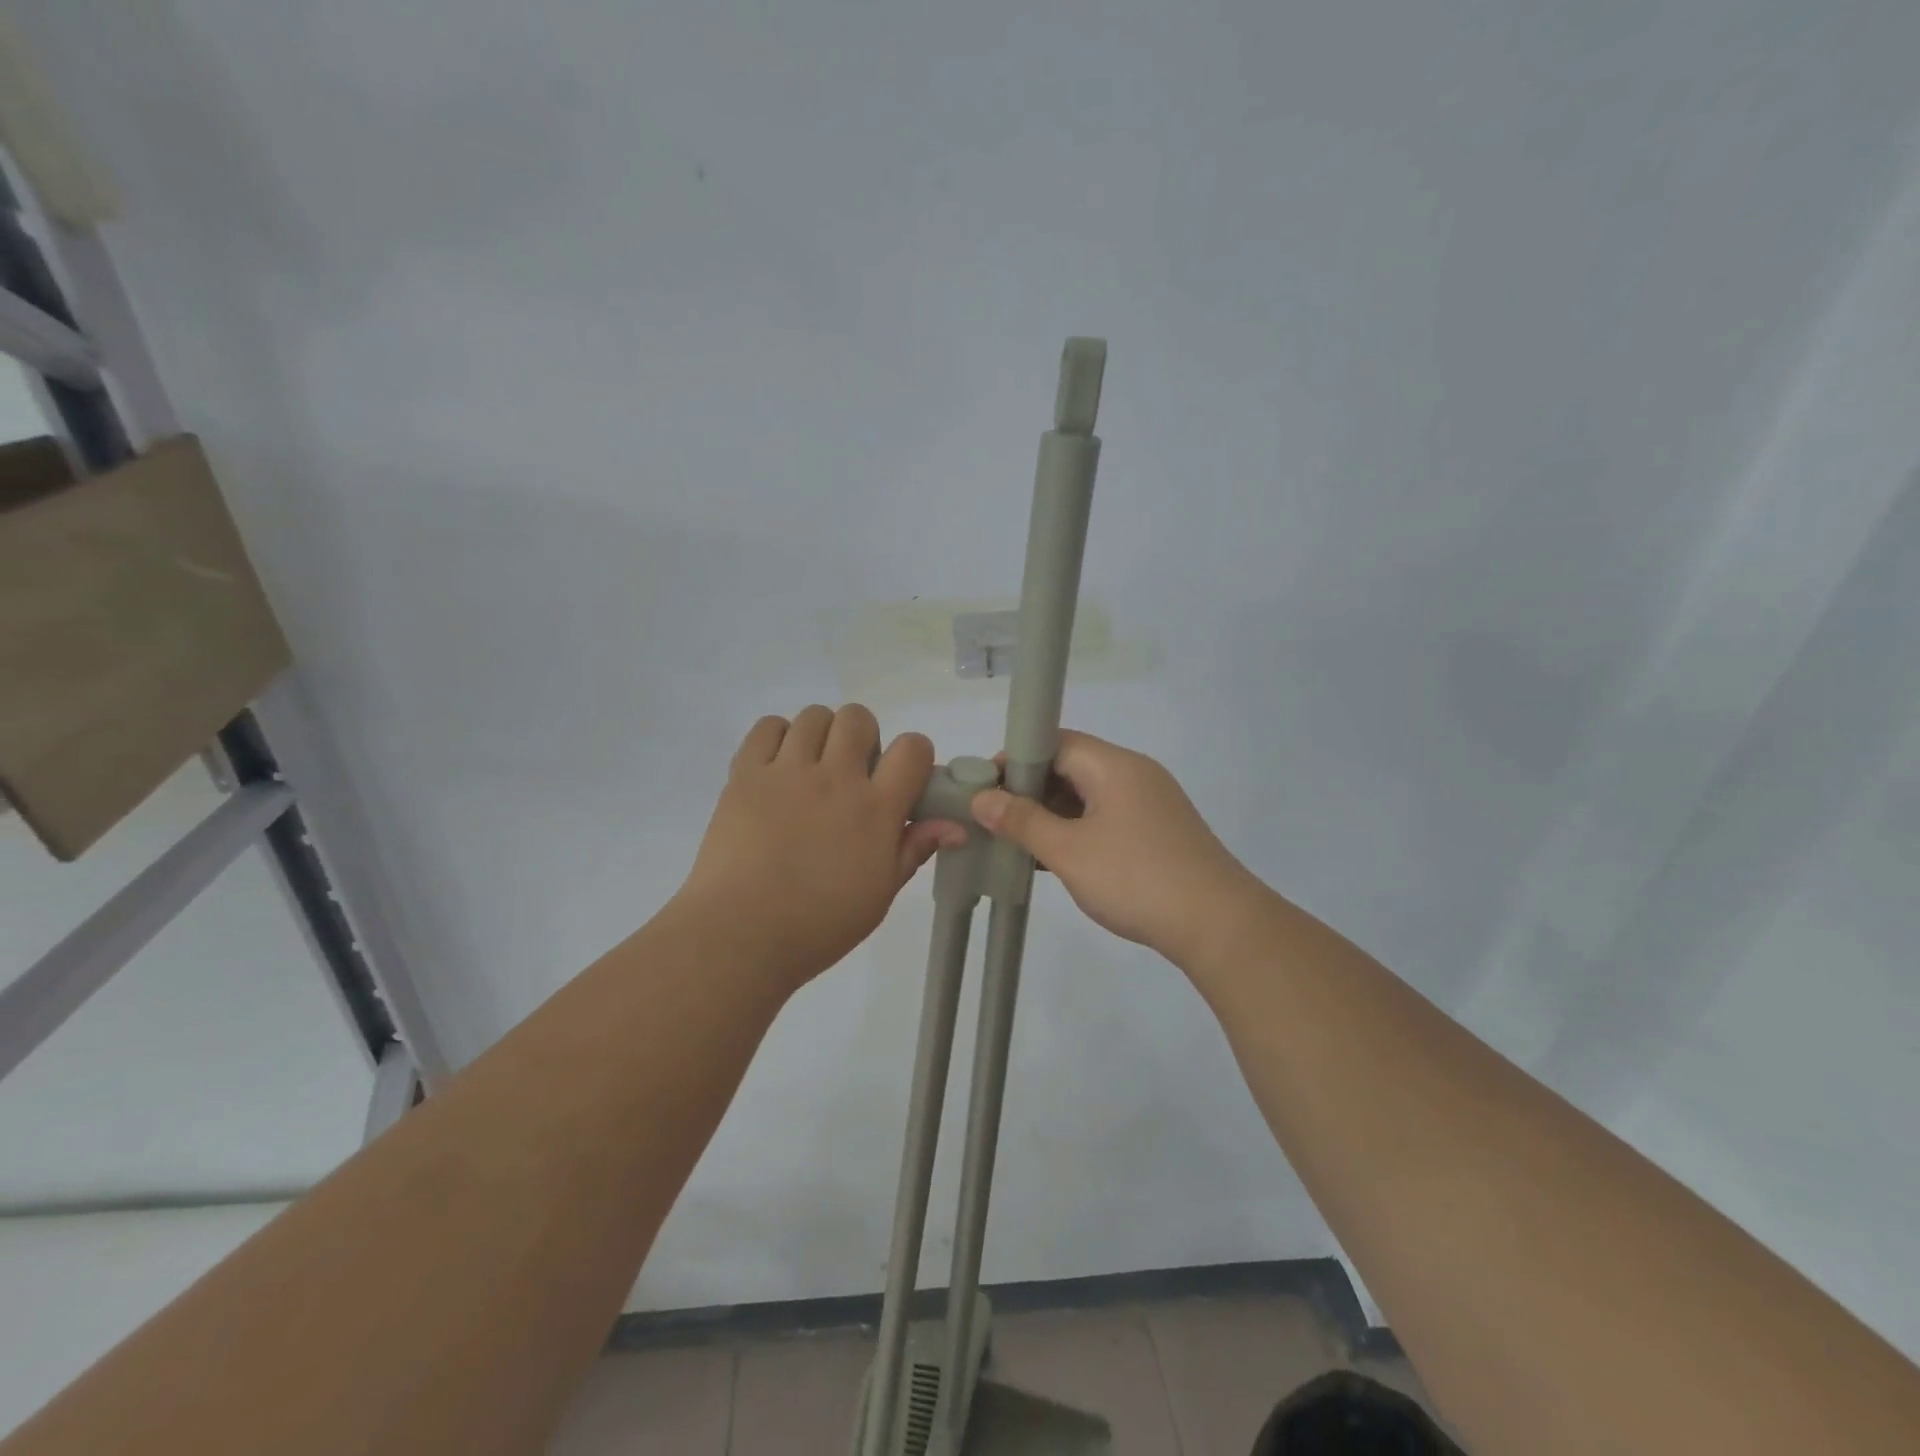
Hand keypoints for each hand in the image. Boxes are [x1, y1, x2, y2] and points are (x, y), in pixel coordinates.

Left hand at [677, 704, 967, 988]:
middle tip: (851, 775)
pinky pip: (767, 726)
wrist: (740, 935)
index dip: (914, 756)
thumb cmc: (818, 925)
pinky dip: (778, 736)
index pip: (913, 748)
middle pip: (859, 718)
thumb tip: (954, 826)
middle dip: (863, 739)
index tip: (901, 780)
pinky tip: (778, 766)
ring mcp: (787, 771)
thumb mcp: (880, 895)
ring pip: (814, 715)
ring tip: (810, 769)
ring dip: (821, 735)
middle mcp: (836, 777)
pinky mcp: (745, 773)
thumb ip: (914, 850)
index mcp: (875, 808)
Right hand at [969, 730, 1257, 963]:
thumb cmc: (1136, 879)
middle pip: (1071, 765)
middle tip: (998, 820)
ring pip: (1089, 795)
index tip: (985, 790)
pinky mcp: (1159, 831)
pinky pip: (1107, 817)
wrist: (1218, 925)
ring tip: (1020, 843)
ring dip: (1054, 814)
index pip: (1054, 742)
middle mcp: (1135, 773)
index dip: (1015, 761)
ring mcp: (1151, 803)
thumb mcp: (1069, 851)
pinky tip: (1059, 859)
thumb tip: (982, 798)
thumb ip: (1022, 821)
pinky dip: (1079, 830)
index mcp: (1114, 765)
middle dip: (1031, 790)